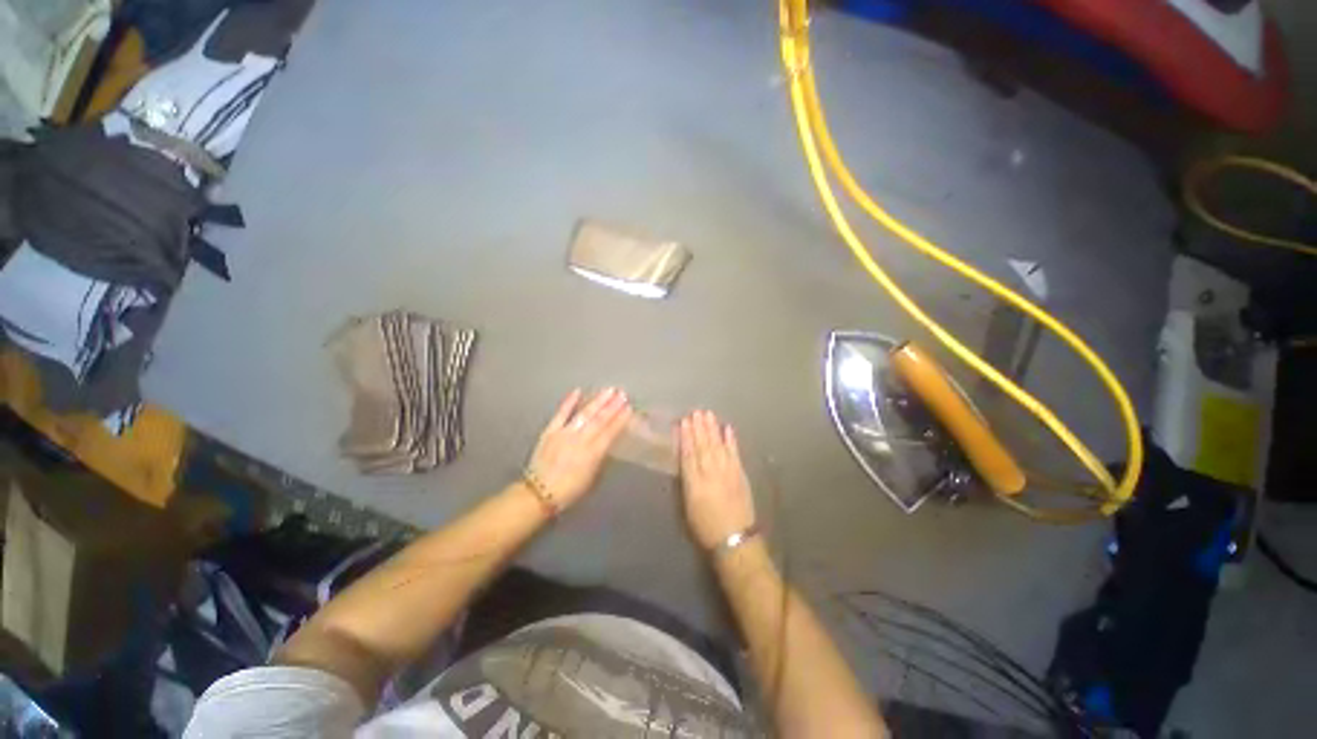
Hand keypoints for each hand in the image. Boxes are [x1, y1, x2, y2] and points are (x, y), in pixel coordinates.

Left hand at [527, 388, 631, 509]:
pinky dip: (569, 402)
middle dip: (612, 406)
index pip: (610, 432)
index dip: (620, 419)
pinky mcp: (550, 431)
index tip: (629, 408)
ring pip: (584, 414)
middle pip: (599, 420)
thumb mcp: (592, 478)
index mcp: (592, 454)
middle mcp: (580, 440)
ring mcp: (564, 434)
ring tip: (609, 390)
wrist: (538, 494)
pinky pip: (561, 414)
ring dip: (598, 401)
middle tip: (622, 394)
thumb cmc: (569, 490)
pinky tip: (578, 391)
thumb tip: (608, 442)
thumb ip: (601, 457)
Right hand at [678, 410, 755, 550]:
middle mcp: (711, 473)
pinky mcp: (740, 474)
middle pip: (703, 446)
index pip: (689, 454)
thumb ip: (687, 481)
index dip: (686, 437)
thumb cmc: (705, 526)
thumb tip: (686, 462)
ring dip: (712, 429)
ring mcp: (727, 472)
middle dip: (699, 428)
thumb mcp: (688, 506)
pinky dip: (731, 440)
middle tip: (696, 411)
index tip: (683, 422)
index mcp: (695, 483)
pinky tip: (728, 428)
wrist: (734, 538)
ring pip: (717, 445)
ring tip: (708, 414)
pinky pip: (734, 453)